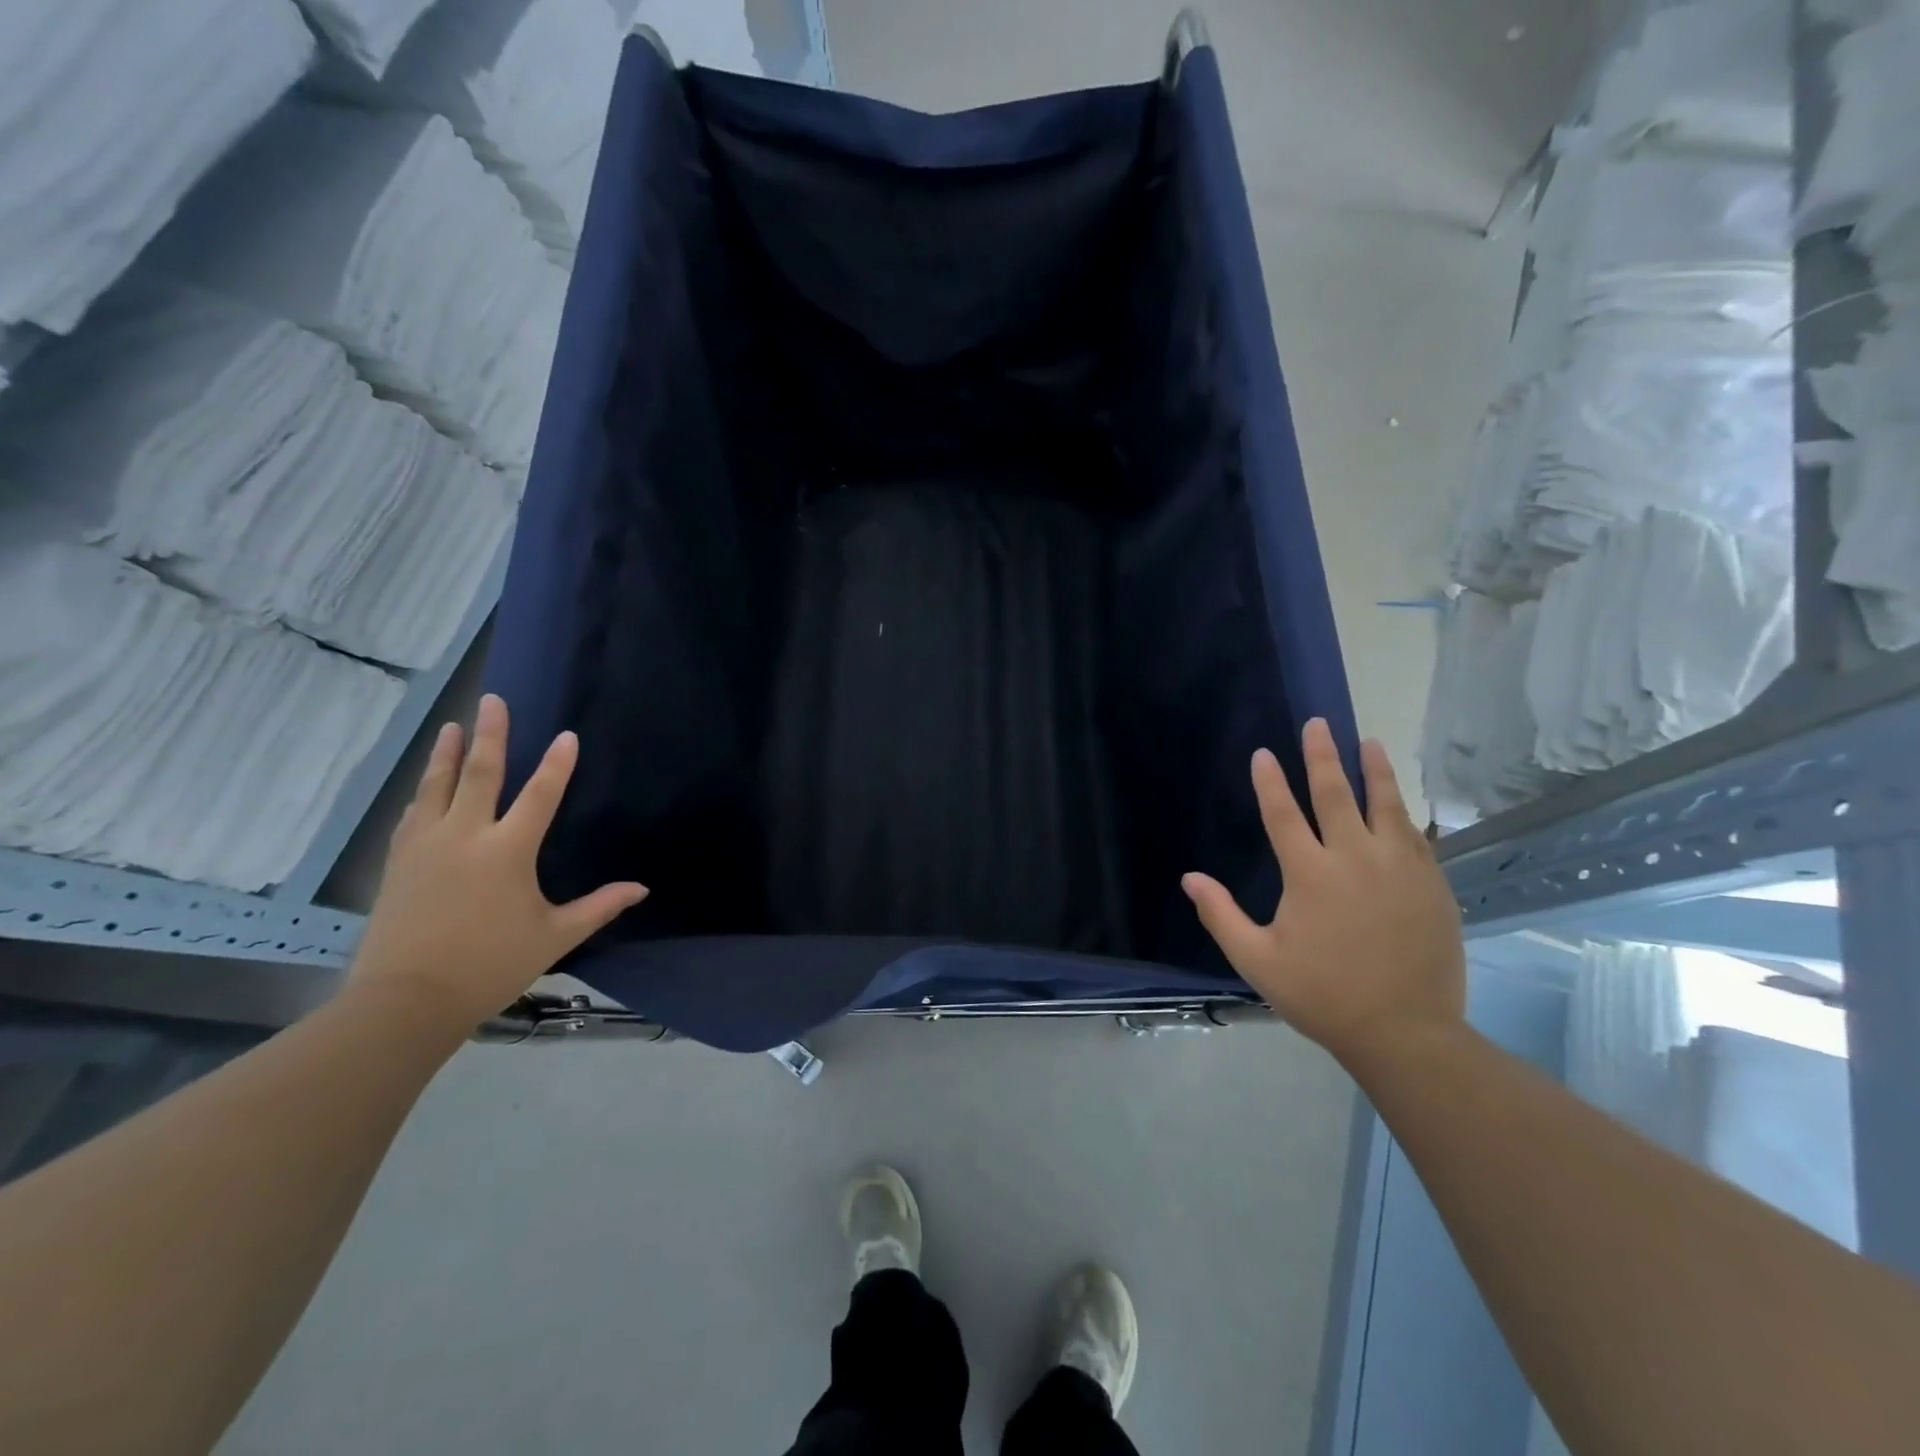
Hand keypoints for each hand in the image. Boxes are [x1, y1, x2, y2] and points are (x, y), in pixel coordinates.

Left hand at [348, 694, 647, 1033]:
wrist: (405, 1001)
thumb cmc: (490, 965)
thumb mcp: (554, 937)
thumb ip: (598, 907)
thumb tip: (641, 889)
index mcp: (507, 852)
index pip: (539, 796)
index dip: (556, 765)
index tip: (566, 735)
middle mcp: (465, 836)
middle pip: (479, 774)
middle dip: (489, 735)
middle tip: (493, 701)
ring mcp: (425, 846)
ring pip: (436, 787)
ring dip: (446, 753)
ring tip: (452, 725)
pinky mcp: (399, 862)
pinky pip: (413, 815)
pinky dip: (423, 792)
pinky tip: (424, 786)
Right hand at [1182, 719, 1464, 1066]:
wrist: (1406, 1032)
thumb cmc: (1323, 995)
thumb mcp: (1258, 961)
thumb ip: (1221, 916)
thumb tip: (1190, 878)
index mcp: (1310, 875)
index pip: (1284, 814)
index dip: (1270, 782)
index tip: (1264, 753)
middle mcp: (1356, 859)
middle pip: (1336, 795)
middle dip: (1322, 757)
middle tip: (1317, 724)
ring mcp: (1400, 869)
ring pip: (1386, 806)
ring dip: (1374, 771)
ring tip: (1368, 742)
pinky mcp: (1431, 885)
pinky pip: (1416, 836)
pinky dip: (1404, 812)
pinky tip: (1401, 801)